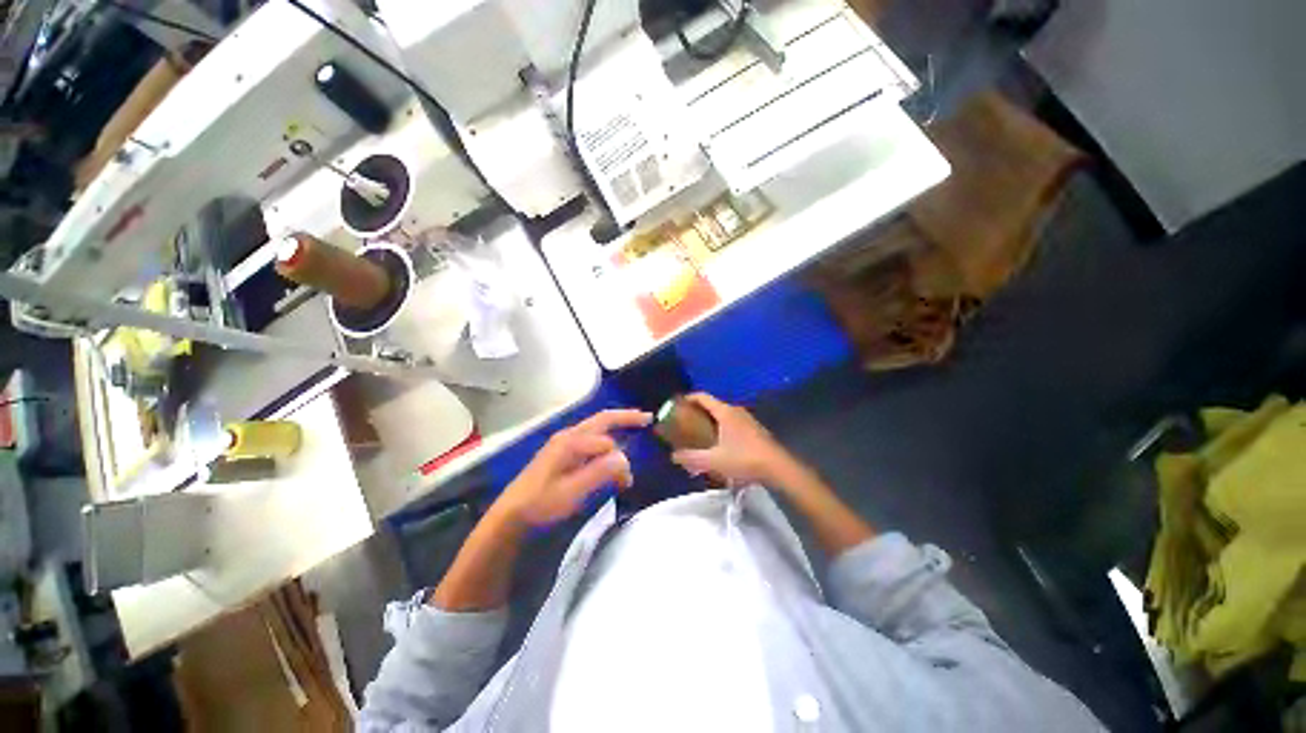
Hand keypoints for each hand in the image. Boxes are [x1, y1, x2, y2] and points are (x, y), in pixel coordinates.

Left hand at [494, 409, 651, 526]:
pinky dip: (605, 439)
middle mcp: (569, 436)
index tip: (627, 481)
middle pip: (603, 420)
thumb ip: (600, 472)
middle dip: (626, 417)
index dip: (621, 460)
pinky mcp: (562, 453)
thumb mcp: (572, 492)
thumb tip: (625, 458)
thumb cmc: (541, 503)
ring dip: (616, 430)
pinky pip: (590, 439)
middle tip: (647, 418)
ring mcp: (565, 443)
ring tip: (634, 429)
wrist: (511, 515)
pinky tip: (610, 450)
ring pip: (597, 429)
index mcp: (571, 442)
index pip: (607, 442)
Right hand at [669, 393, 800, 486]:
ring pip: (724, 415)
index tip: (678, 404)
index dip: (689, 398)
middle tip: (686, 423)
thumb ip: (692, 457)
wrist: (777, 467)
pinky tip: (720, 444)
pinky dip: (722, 428)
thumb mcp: (714, 460)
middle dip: (698, 412)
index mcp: (725, 412)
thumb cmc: (744, 459)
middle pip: (713, 406)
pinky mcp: (755, 429)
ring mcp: (747, 419)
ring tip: (700, 434)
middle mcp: (736, 411)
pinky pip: (733, 423)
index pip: (704, 397)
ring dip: (711, 421)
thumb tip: (674, 456)